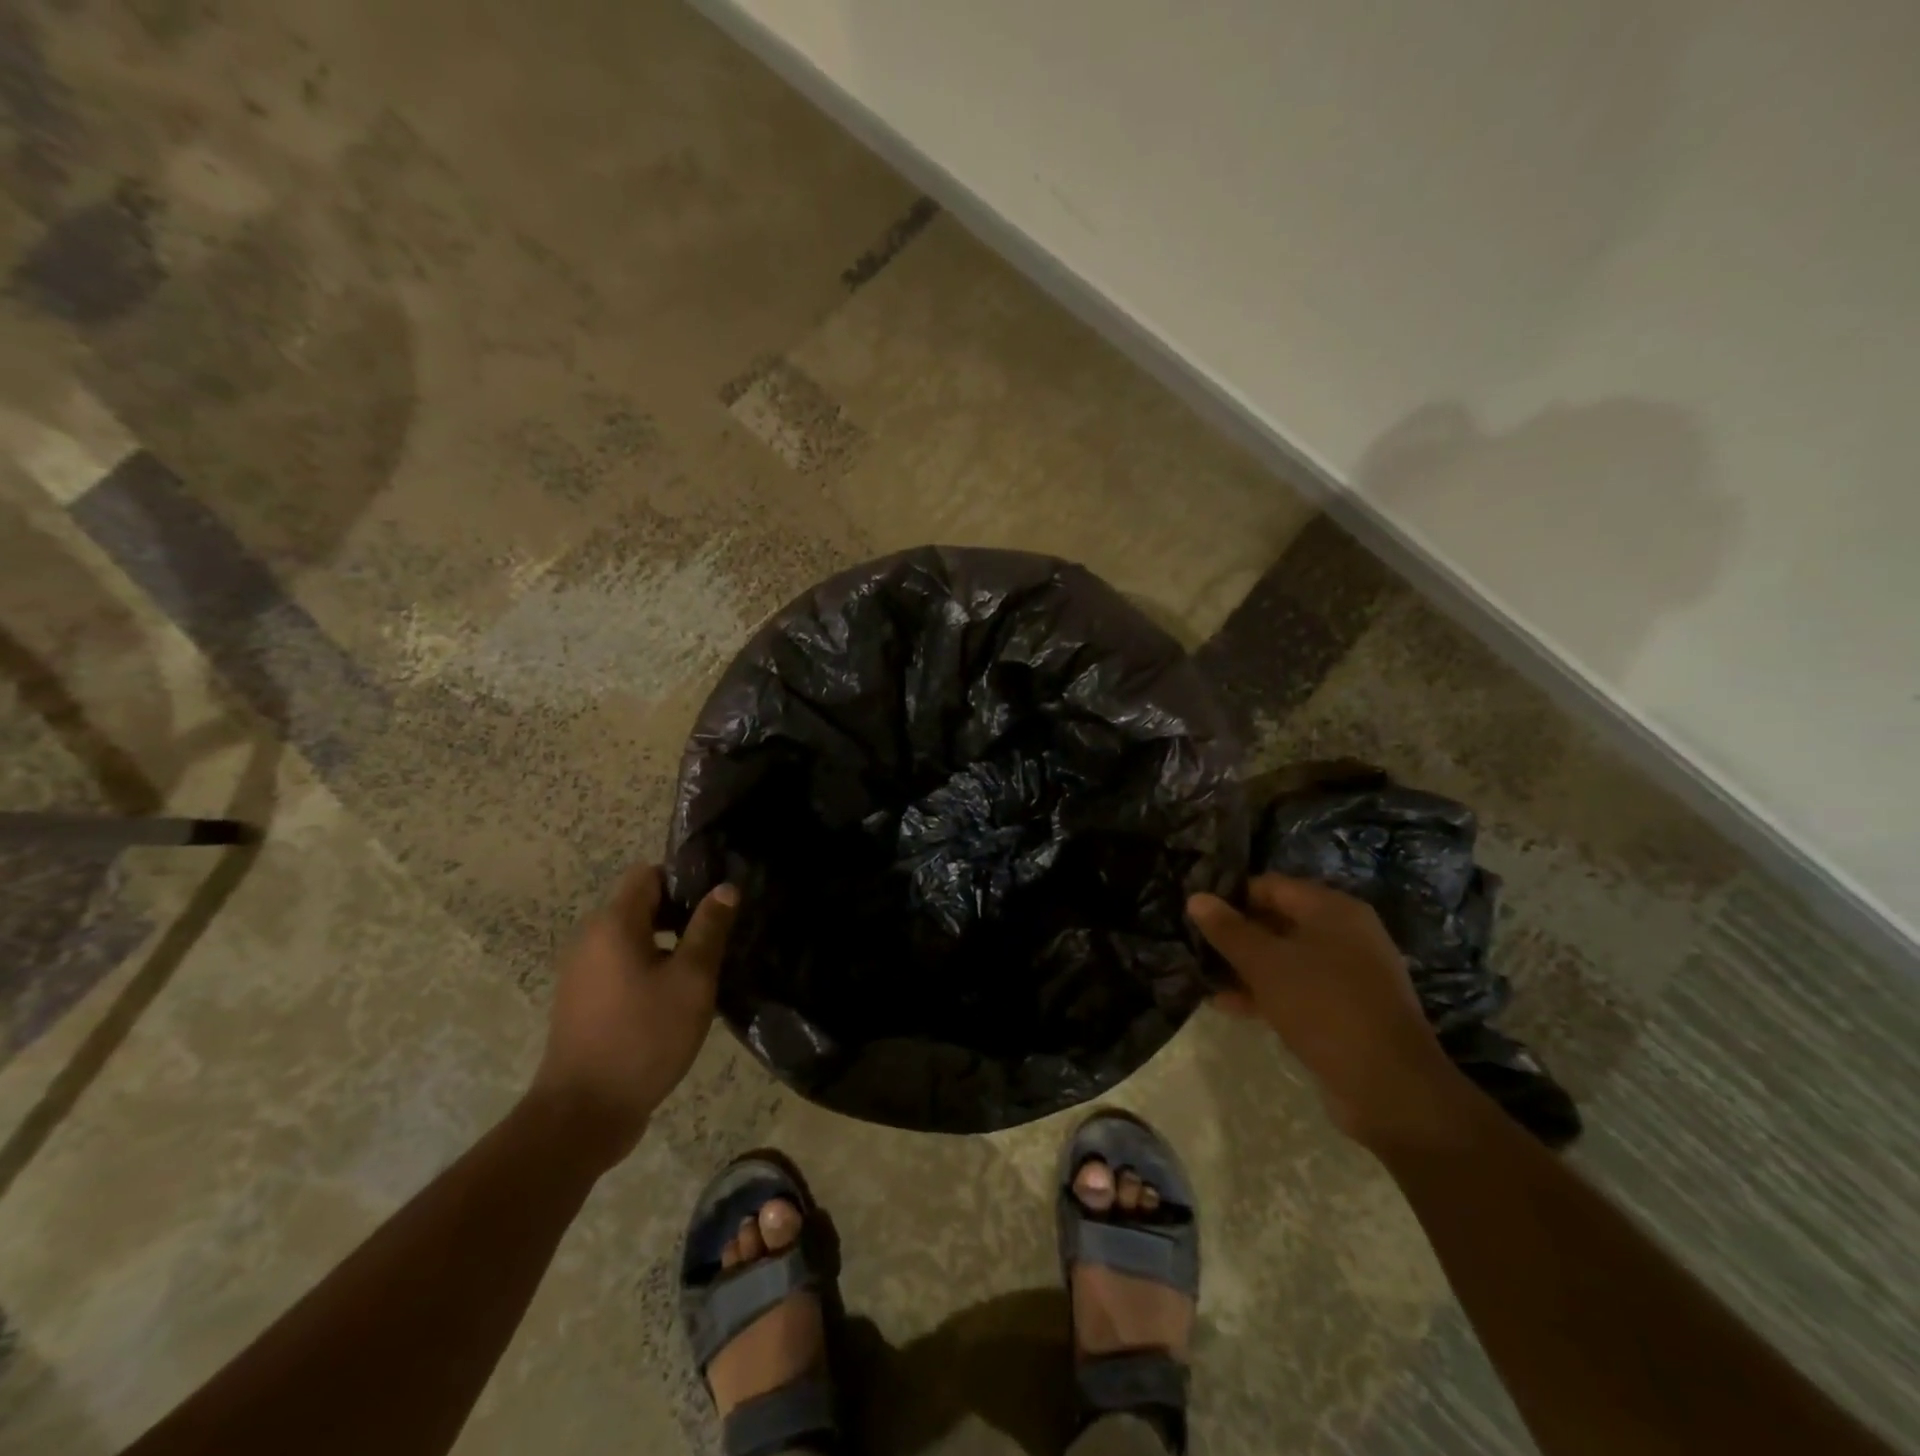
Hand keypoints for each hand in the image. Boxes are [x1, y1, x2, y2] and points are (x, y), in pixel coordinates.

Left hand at [529, 864, 738, 1167]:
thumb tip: (725, 889)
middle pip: (639, 904)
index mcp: (613, 924)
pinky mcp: (582, 1000)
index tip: (715, 902)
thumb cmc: (644, 1037)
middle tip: (717, 936)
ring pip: (631, 937)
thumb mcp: (691, 980)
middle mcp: (590, 938)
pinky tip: (674, 997)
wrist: (583, 1113)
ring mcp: (581, 972)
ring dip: (666, 944)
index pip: (647, 874)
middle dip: (679, 913)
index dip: (683, 880)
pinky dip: (647, 968)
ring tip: (702, 968)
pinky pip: (619, 965)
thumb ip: (709, 929)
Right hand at [1188, 875, 1462, 1146]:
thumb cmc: (1324, 1007)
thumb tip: (1196, 897)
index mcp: (1332, 909)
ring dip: (1245, 966)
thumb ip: (1228, 930)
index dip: (1231, 896)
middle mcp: (1344, 933)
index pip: (1270, 885)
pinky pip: (1296, 988)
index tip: (1195, 912)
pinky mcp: (1345, 1009)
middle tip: (1194, 943)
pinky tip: (1226, 1004)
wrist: (1390, 1088)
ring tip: (1202, 973)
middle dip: (1236, 933)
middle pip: (1277, 920)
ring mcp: (1348, 974)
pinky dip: (1264, 992)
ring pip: (1285, 958)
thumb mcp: (1265, 964)